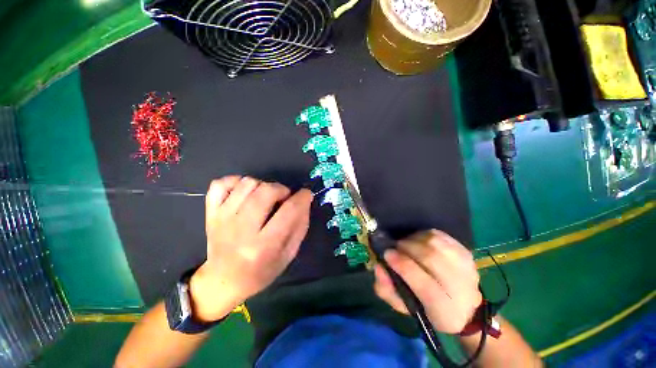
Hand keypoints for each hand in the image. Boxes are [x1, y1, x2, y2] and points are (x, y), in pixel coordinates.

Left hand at [190, 176, 312, 321]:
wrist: (223, 281)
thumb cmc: (261, 271)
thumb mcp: (289, 254)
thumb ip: (300, 226)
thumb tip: (305, 200)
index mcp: (263, 246)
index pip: (289, 211)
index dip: (302, 197)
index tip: (306, 194)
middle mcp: (241, 230)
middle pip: (266, 191)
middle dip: (282, 189)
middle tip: (283, 199)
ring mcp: (222, 219)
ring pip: (247, 183)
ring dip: (262, 186)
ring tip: (264, 198)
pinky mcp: (211, 213)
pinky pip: (221, 183)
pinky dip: (236, 181)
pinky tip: (244, 193)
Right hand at [374, 230, 481, 333]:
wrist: (465, 309)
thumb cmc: (428, 309)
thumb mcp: (404, 306)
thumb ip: (387, 290)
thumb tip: (379, 267)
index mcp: (444, 310)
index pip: (425, 286)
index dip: (403, 266)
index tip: (387, 254)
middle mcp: (461, 289)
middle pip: (431, 259)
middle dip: (407, 248)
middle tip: (395, 247)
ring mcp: (466, 268)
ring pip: (436, 244)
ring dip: (415, 240)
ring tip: (406, 244)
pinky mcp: (466, 253)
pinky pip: (441, 236)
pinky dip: (425, 235)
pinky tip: (418, 241)